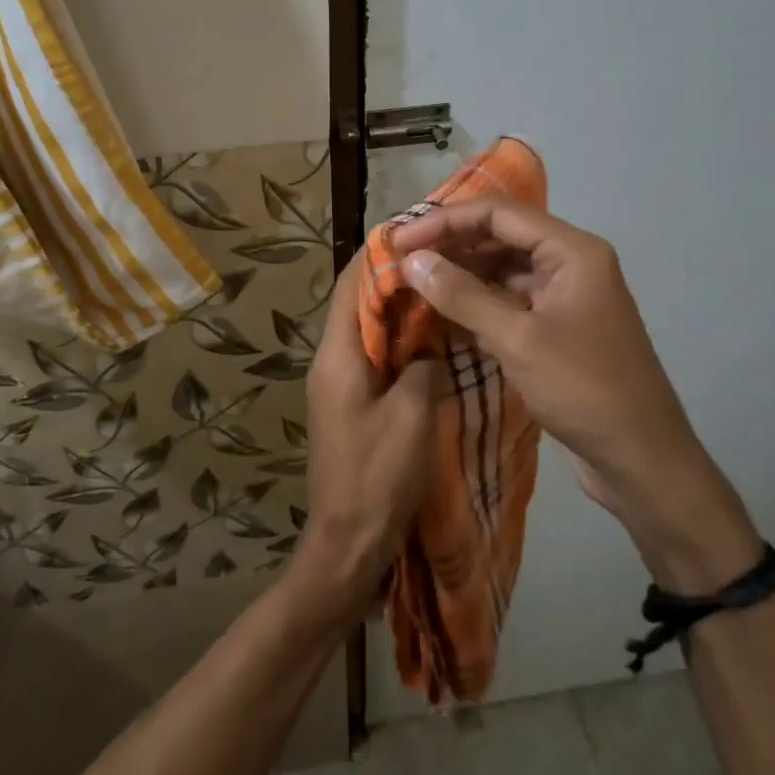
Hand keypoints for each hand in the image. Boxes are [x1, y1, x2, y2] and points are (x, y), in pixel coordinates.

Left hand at [283, 252, 441, 627]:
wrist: (348, 542)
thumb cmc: (377, 476)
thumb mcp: (413, 416)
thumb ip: (425, 366)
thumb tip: (432, 342)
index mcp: (337, 355)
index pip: (352, 284)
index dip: (380, 254)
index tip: (419, 232)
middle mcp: (330, 361)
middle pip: (358, 303)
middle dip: (395, 279)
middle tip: (442, 261)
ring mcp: (338, 384)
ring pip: (368, 330)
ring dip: (399, 311)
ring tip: (444, 292)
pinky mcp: (350, 404)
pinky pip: (374, 358)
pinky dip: (400, 343)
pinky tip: (434, 344)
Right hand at [389, 200, 759, 591]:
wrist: (642, 461)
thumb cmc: (585, 390)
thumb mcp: (518, 339)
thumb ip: (462, 295)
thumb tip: (412, 261)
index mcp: (572, 252)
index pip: (498, 214)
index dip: (444, 221)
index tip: (399, 241)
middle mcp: (570, 264)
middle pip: (500, 237)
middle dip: (450, 246)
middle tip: (401, 261)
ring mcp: (564, 298)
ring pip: (502, 271)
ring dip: (460, 276)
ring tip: (414, 285)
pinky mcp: (556, 329)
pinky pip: (509, 303)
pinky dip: (476, 305)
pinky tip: (442, 314)